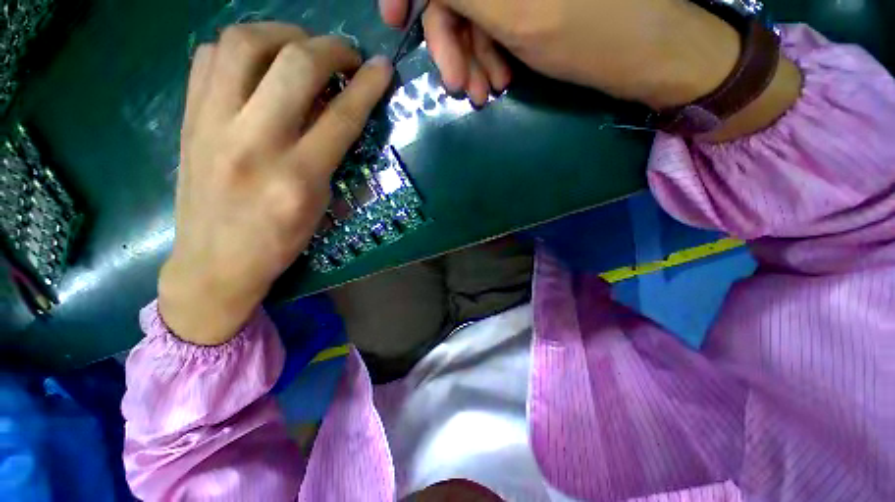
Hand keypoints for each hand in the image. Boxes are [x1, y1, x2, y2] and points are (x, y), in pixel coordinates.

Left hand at [159, 23, 392, 345]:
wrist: (215, 262)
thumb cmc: (279, 241)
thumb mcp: (319, 204)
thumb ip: (329, 154)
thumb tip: (337, 108)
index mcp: (297, 177)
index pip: (341, 117)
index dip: (368, 86)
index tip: (384, 68)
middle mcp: (253, 142)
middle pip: (294, 66)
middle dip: (330, 48)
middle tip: (346, 54)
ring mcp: (212, 124)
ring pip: (243, 44)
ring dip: (283, 33)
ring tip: (302, 47)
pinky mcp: (188, 117)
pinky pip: (209, 57)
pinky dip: (241, 47)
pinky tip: (259, 63)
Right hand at [380, 0, 741, 109]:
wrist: (647, 57)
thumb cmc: (593, 33)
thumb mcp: (518, 9)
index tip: (395, 20)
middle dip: (449, 39)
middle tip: (457, 87)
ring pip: (472, 12)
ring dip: (470, 57)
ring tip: (483, 93)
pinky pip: (493, 25)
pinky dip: (488, 56)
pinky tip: (498, 82)